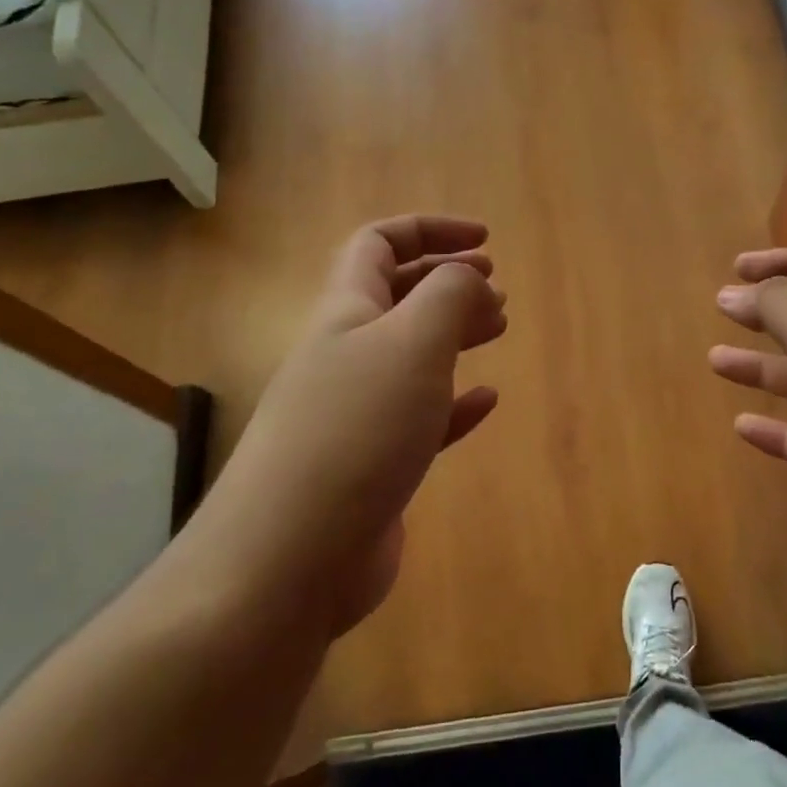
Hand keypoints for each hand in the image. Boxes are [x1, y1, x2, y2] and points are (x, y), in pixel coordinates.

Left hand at [197, 216, 506, 632]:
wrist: (290, 557)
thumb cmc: (356, 430)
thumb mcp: (411, 343)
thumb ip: (448, 296)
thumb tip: (470, 279)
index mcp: (346, 311)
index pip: (378, 243)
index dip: (430, 230)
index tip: (485, 241)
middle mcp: (344, 354)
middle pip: (395, 297)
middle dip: (446, 282)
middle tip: (496, 289)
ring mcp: (354, 412)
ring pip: (409, 355)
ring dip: (453, 334)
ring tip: (496, 329)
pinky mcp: (371, 465)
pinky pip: (419, 417)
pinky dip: (454, 402)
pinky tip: (485, 401)